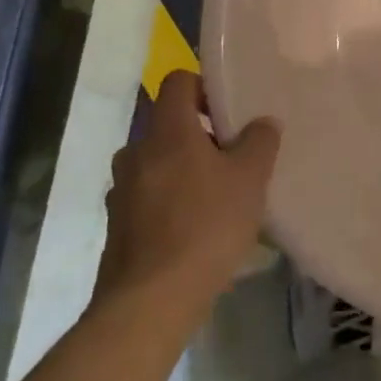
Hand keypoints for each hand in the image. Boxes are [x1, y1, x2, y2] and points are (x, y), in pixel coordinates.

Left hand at [99, 71, 279, 312]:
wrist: (151, 300)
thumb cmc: (206, 226)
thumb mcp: (250, 179)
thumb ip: (259, 142)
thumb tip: (263, 122)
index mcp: (167, 132)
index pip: (177, 81)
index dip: (204, 86)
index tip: (229, 112)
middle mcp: (136, 153)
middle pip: (169, 126)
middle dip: (201, 137)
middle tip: (233, 160)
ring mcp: (121, 190)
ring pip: (158, 164)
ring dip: (185, 172)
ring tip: (218, 199)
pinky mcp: (117, 225)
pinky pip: (149, 198)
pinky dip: (171, 203)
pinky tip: (197, 232)